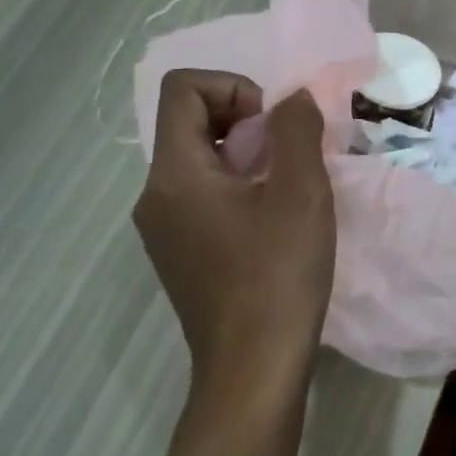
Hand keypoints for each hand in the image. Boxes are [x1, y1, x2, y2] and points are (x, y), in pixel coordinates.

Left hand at [133, 71, 334, 400]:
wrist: (253, 367)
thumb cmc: (277, 273)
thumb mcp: (300, 191)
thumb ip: (296, 129)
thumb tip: (291, 99)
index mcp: (174, 174)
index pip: (184, 89)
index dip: (234, 88)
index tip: (272, 126)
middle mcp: (155, 195)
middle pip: (190, 121)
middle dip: (245, 120)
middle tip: (289, 155)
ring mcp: (162, 228)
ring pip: (199, 159)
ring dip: (246, 154)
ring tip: (287, 186)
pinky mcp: (179, 252)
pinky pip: (202, 193)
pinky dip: (238, 185)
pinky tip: (273, 220)